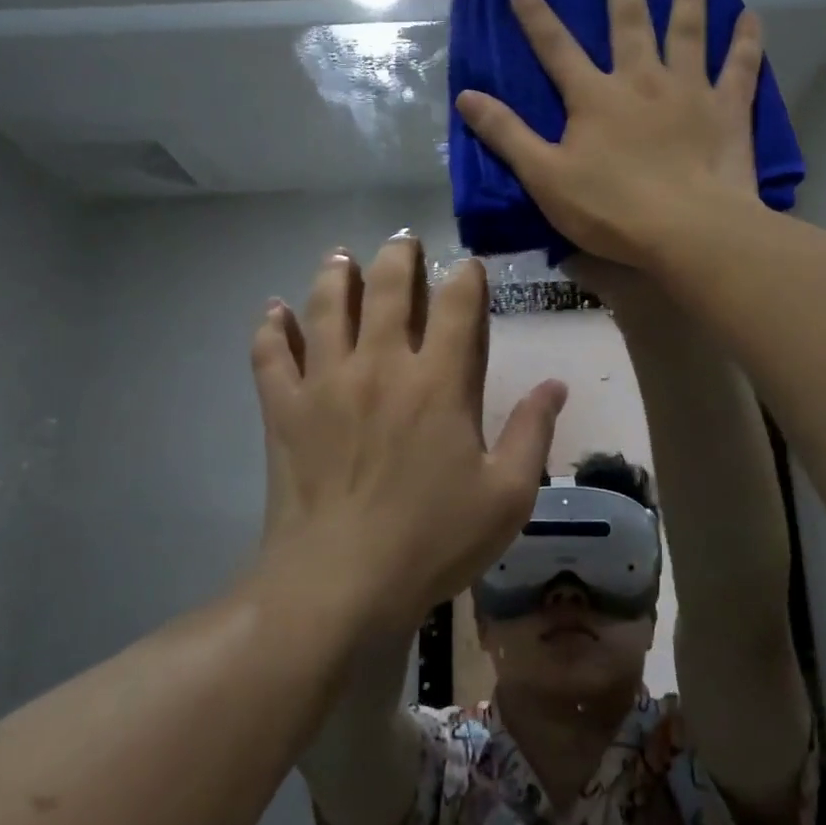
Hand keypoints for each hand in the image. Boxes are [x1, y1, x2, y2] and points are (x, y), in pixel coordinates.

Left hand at [251, 234, 567, 634]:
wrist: (339, 584)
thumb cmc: (433, 540)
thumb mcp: (507, 495)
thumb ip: (533, 432)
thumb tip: (555, 384)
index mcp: (439, 382)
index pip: (458, 305)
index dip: (467, 277)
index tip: (469, 267)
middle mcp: (382, 365)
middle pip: (389, 289)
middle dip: (399, 257)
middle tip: (403, 240)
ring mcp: (326, 383)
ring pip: (328, 307)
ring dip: (336, 275)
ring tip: (341, 255)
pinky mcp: (285, 409)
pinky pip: (271, 355)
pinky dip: (270, 329)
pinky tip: (272, 311)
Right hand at [455, 0, 764, 267]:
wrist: (688, 230)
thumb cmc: (611, 210)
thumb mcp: (545, 178)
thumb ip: (507, 134)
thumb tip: (467, 95)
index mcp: (594, 97)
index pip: (557, 48)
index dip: (536, 18)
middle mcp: (641, 80)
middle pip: (629, 23)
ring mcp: (689, 90)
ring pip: (688, 30)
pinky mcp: (728, 109)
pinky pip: (740, 66)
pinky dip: (747, 40)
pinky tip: (752, 16)